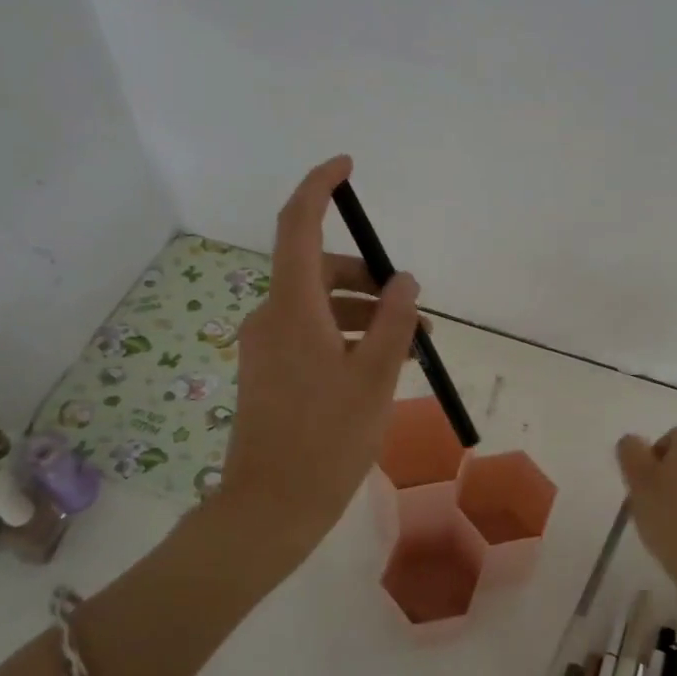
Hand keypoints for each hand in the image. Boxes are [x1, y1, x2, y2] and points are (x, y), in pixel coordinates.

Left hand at [215, 156, 420, 568]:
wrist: (270, 508)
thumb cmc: (328, 441)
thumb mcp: (375, 378)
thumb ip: (392, 322)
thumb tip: (404, 281)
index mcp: (292, 309)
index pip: (298, 224)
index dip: (320, 187)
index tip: (347, 167)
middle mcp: (271, 317)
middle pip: (317, 269)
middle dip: (366, 278)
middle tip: (411, 308)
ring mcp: (265, 345)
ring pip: (317, 304)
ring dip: (361, 312)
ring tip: (407, 345)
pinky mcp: (268, 370)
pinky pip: (309, 333)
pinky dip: (343, 335)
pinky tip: (376, 366)